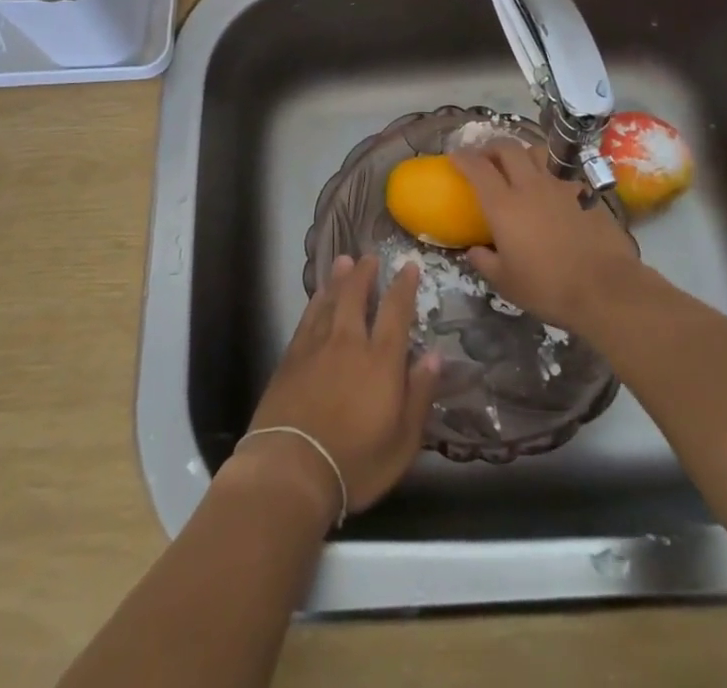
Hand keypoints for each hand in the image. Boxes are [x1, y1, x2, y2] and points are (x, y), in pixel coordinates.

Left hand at [229, 254, 440, 523]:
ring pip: (329, 300)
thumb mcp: (403, 441)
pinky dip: (315, 301)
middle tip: (369, 257)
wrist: (291, 469)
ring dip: (338, 279)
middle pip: (356, 296)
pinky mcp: (291, 357)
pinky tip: (317, 296)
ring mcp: (316, 346)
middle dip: (364, 273)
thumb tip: (435, 356)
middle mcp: (349, 342)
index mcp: (380, 360)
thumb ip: (419, 395)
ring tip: (344, 261)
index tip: (409, 266)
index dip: (403, 286)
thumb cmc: (355, 462)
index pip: (395, 312)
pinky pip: (307, 318)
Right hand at [451, 139, 643, 335]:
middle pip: (507, 148)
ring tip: (519, 167)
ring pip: (537, 152)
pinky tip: (552, 193)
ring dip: (522, 154)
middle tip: (486, 158)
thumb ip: (484, 262)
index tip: (455, 156)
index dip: (463, 157)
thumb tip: (473, 250)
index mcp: (504, 205)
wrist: (606, 289)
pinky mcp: (584, 193)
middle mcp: (530, 186)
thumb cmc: (548, 288)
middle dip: (492, 147)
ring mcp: (560, 187)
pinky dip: (549, 175)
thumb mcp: (506, 283)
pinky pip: (561, 173)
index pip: (478, 168)